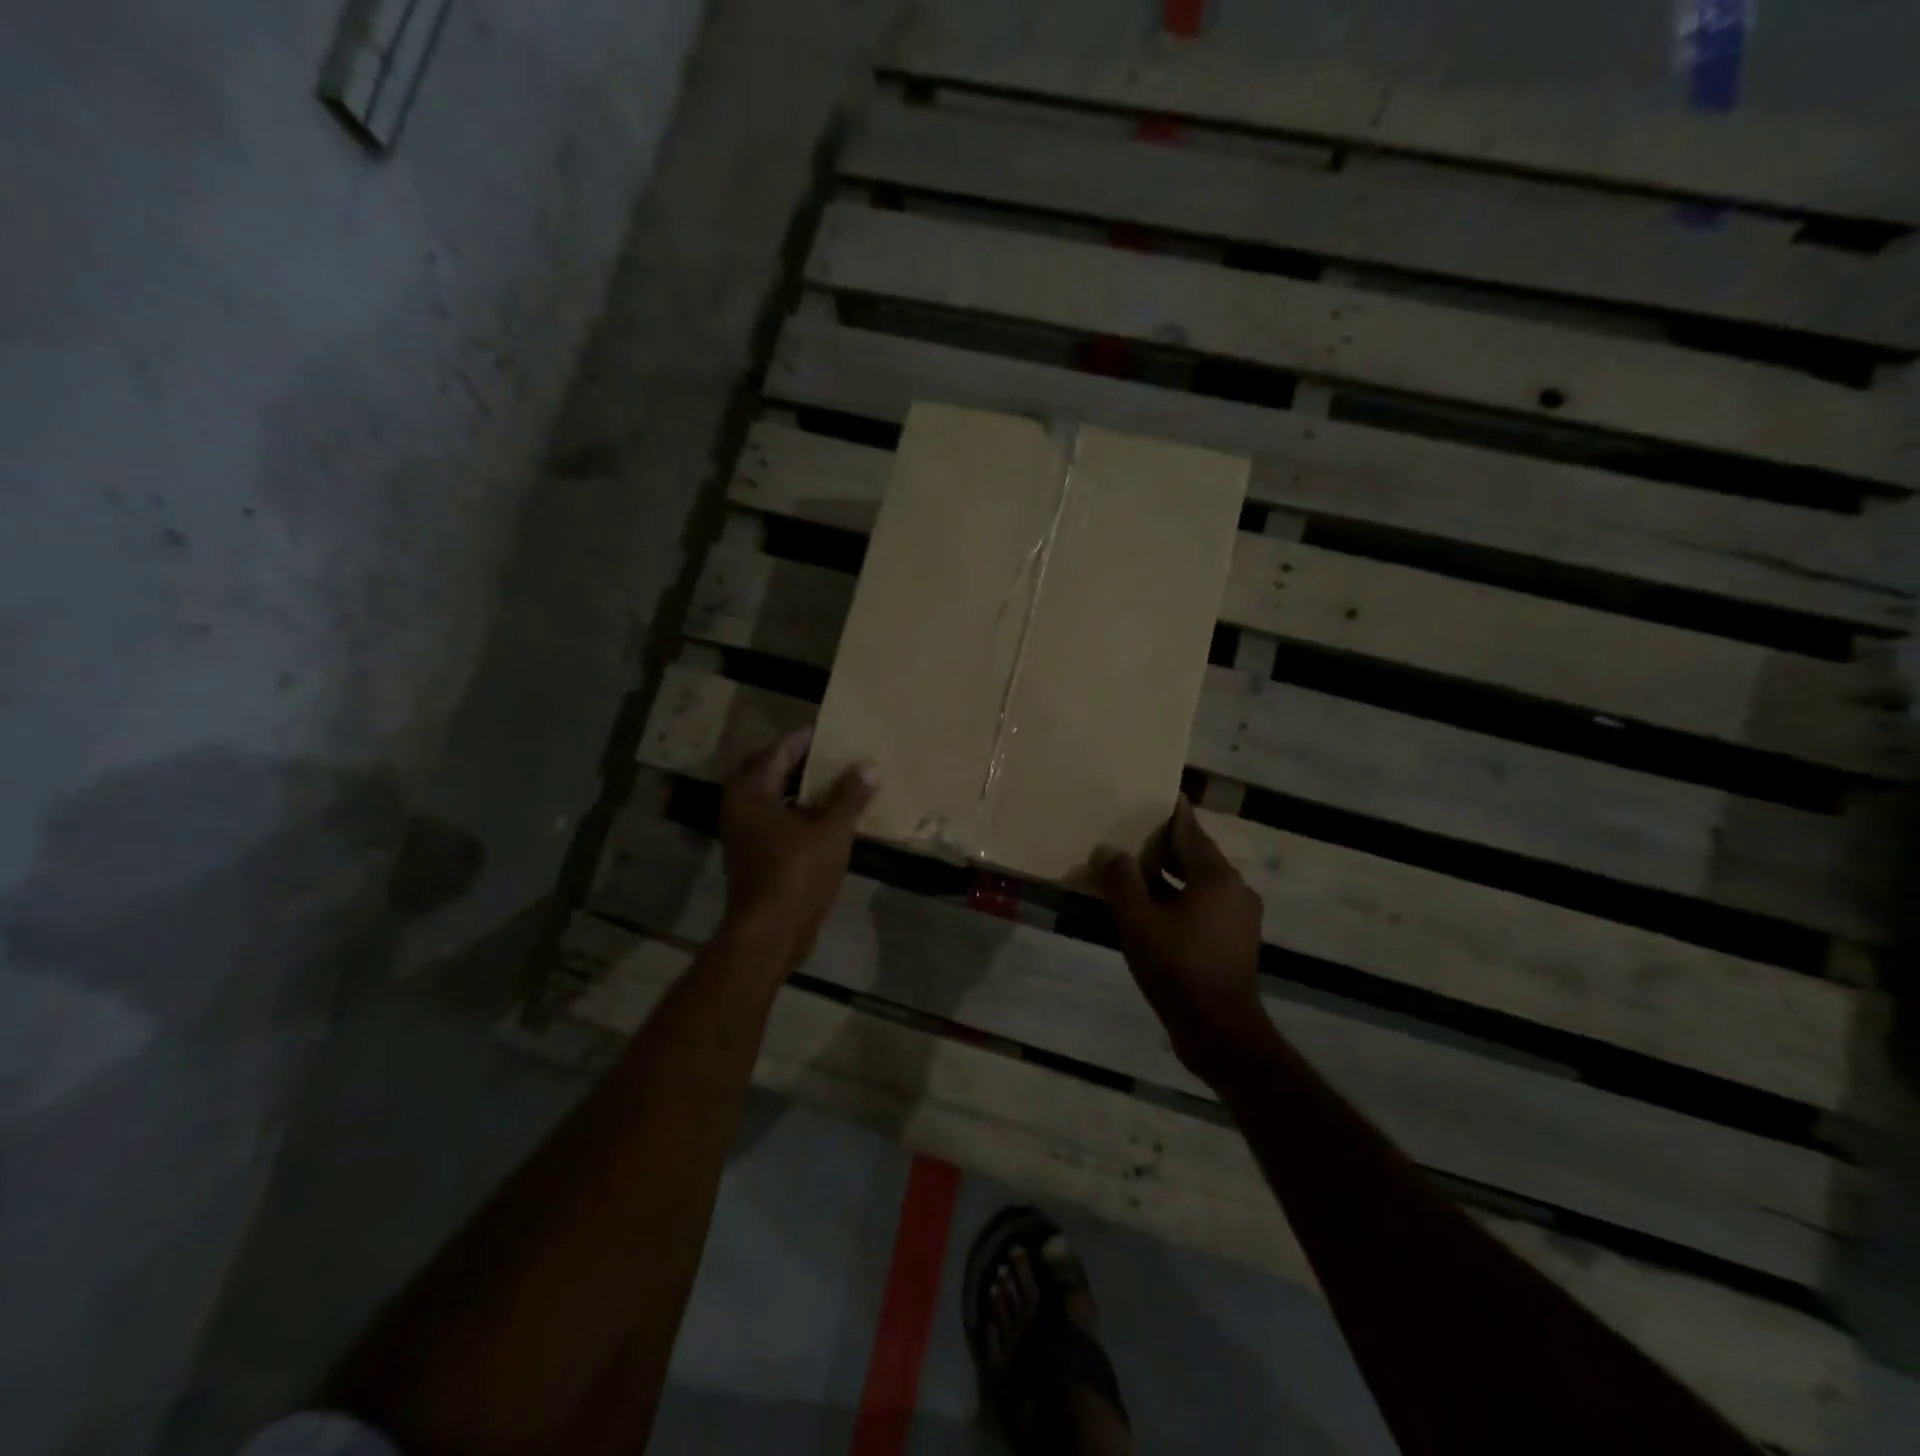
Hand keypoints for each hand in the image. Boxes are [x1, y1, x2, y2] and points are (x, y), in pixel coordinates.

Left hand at [718, 727, 877, 971]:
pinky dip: (798, 811)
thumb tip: (869, 767)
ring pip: (772, 796)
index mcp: (752, 791)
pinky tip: (828, 816)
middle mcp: (740, 806)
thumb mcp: (832, 831)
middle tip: (832, 754)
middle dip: (798, 760)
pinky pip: (776, 818)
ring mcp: (744, 832)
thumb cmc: (797, 874)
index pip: (779, 750)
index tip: (835, 730)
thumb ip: (850, 796)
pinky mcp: (754, 854)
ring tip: (836, 780)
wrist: (769, 933)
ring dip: (799, 787)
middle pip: (769, 769)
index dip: (807, 738)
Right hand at [1095, 796, 1269, 1084]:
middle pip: (1195, 855)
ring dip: (1168, 876)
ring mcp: (1239, 918)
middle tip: (1129, 834)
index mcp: (1217, 877)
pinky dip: (1178, 899)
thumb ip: (1121, 881)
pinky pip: (1203, 906)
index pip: (1190, 830)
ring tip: (1132, 871)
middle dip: (1163, 846)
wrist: (1219, 1032)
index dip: (1170, 811)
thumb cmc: (1179, 969)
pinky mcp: (1234, 941)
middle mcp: (1235, 890)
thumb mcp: (1138, 921)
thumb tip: (1108, 850)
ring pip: (1199, 883)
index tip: (1153, 793)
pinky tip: (1149, 909)